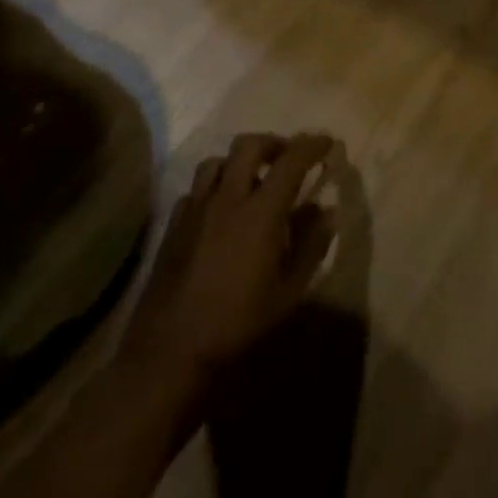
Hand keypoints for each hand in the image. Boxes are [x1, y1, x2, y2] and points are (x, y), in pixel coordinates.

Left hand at [125, 133, 338, 385]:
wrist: (169, 354)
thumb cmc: (238, 324)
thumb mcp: (289, 291)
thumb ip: (311, 245)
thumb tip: (326, 211)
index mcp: (260, 211)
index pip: (291, 160)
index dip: (312, 145)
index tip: (327, 143)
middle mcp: (226, 199)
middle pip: (248, 145)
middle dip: (274, 143)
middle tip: (288, 158)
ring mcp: (195, 210)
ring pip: (216, 162)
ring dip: (240, 162)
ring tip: (253, 181)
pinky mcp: (173, 227)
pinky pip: (195, 190)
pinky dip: (214, 189)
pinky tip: (221, 212)